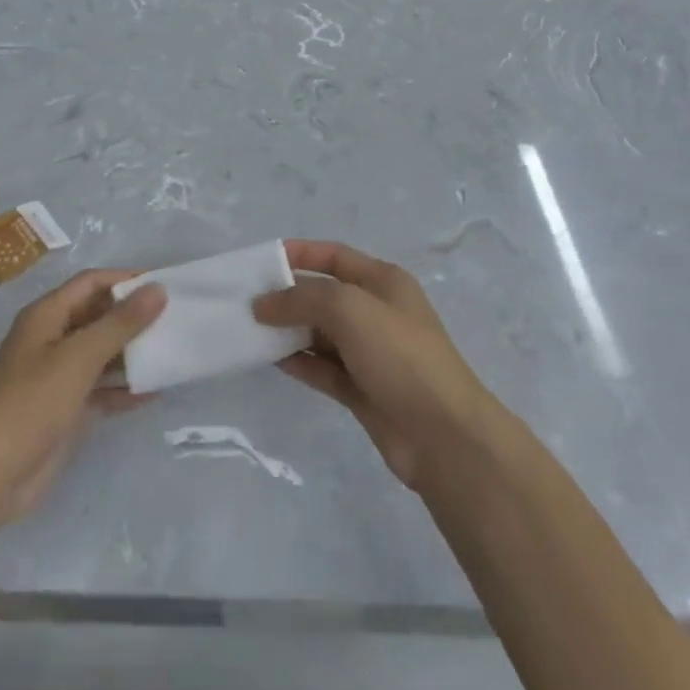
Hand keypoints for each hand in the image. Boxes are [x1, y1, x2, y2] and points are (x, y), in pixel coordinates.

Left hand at [0, 269, 165, 520]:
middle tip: (174, 319)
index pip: (91, 283)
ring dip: (132, 352)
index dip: (125, 280)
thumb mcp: (80, 357)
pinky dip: (124, 388)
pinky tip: (154, 392)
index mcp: (46, 316)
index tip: (164, 285)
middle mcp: (52, 339)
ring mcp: (58, 376)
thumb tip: (157, 288)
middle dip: (133, 316)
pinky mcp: (66, 408)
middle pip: (97, 316)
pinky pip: (101, 388)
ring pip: (102, 353)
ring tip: (171, 351)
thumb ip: (120, 323)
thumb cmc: (33, 403)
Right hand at [253, 242, 494, 488]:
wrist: (443, 435)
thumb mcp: (349, 309)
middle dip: (287, 295)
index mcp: (383, 281)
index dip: (300, 253)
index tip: (261, 261)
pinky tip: (269, 359)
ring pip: (319, 333)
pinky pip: (322, 367)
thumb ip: (301, 299)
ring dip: (288, 330)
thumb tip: (262, 304)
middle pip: (323, 295)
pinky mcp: (361, 389)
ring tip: (249, 331)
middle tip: (245, 302)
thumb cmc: (399, 355)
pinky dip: (298, 361)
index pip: (334, 255)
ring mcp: (369, 353)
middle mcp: (376, 312)